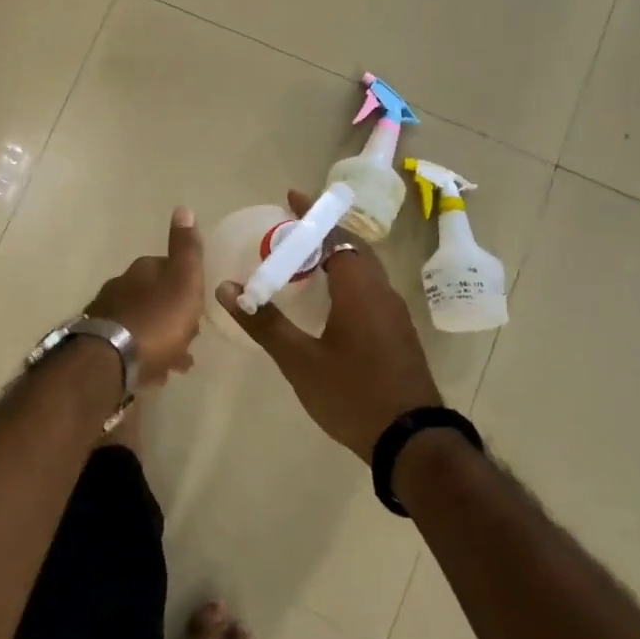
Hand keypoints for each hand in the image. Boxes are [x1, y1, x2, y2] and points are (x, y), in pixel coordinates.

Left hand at [86, 207, 205, 385]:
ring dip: (160, 339)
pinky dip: (144, 356)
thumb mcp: (183, 281)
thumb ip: (186, 249)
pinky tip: (154, 374)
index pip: (167, 269)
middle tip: (191, 339)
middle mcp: (120, 288)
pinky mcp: (98, 345)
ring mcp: (106, 316)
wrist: (110, 360)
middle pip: (153, 298)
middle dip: (173, 316)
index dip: (186, 287)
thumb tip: (183, 208)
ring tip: (177, 363)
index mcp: (142, 271)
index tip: (198, 307)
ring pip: (142, 324)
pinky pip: (129, 347)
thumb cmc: (157, 320)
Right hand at [217, 189, 442, 460]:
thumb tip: (227, 288)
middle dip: (323, 233)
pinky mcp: (397, 333)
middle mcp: (381, 291)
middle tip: (290, 230)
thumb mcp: (300, 361)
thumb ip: (264, 322)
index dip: (312, 215)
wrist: (412, 441)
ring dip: (336, 257)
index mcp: (360, 288)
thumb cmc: (353, 393)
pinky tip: (328, 300)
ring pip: (364, 270)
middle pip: (352, 248)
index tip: (290, 197)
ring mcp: (394, 313)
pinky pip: (369, 290)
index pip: (335, 235)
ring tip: (303, 260)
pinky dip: (346, 280)